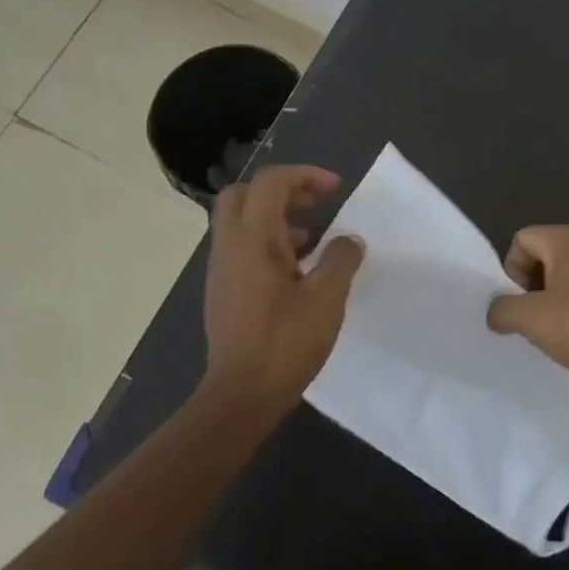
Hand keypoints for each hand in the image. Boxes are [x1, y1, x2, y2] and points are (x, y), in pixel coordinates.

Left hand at [202, 165, 363, 413]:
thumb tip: (347, 240)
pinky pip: (242, 248)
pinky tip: (297, 272)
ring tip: (314, 241)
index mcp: (253, 239)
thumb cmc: (285, 341)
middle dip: (282, 190)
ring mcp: (221, 269)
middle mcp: (230, 246)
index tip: (336, 190)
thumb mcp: (327, 298)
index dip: (304, 175)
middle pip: (244, 194)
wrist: (241, 394)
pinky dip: (268, 243)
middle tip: (315, 205)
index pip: (270, 182)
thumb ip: (341, 259)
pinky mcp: (223, 291)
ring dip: (276, 218)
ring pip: (241, 222)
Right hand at [485, 225, 568, 396]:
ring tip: (556, 325)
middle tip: (535, 314)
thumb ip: (502, 309)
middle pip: (545, 251)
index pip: (522, 239)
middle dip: (532, 282)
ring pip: (568, 268)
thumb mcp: (530, 319)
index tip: (521, 301)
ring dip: (554, 293)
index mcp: (568, 239)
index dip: (512, 270)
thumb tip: (496, 312)